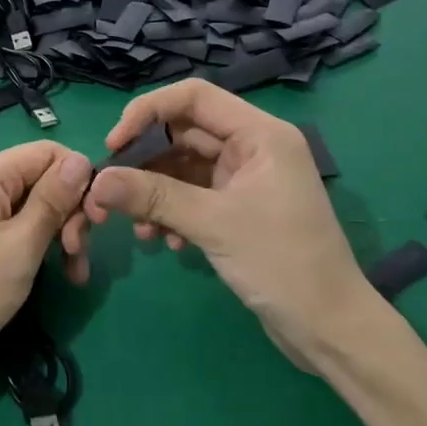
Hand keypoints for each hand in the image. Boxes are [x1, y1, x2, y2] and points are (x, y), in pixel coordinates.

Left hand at [0, 141, 92, 376]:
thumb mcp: (22, 244)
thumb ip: (54, 199)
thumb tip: (83, 159)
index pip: (50, 152)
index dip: (80, 179)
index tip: (96, 220)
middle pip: (42, 178)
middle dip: (70, 212)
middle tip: (79, 255)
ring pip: (33, 204)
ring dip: (59, 234)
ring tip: (74, 273)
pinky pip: (14, 223)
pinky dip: (37, 243)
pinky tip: (56, 273)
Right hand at [60, 80, 371, 371]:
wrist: (329, 328)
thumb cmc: (281, 263)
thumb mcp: (213, 224)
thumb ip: (153, 196)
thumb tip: (97, 181)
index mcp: (260, 134)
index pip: (194, 97)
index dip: (147, 112)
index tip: (114, 144)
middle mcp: (254, 147)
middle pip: (185, 133)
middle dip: (146, 162)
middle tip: (111, 192)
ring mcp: (247, 179)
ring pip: (185, 168)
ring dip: (156, 194)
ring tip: (139, 230)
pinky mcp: (240, 208)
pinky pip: (194, 196)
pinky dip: (173, 212)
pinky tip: (164, 243)